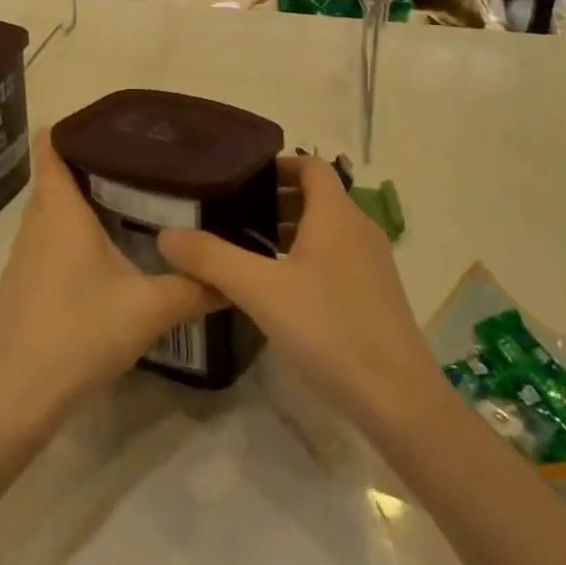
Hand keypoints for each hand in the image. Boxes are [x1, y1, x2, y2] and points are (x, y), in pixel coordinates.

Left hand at [0, 131, 216, 425]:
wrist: (18, 397)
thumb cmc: (81, 333)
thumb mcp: (149, 310)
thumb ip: (195, 289)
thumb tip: (236, 277)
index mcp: (61, 213)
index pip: (51, 149)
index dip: (71, 129)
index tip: (107, 124)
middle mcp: (36, 225)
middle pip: (55, 179)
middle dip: (87, 166)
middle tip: (136, 164)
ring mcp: (23, 257)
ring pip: (50, 214)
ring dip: (78, 204)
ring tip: (124, 202)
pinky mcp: (20, 286)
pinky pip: (45, 242)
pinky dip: (68, 236)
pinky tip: (99, 257)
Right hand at [157, 156, 445, 433]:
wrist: (398, 398)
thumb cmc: (329, 329)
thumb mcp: (260, 291)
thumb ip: (212, 259)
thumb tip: (166, 234)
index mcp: (336, 214)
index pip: (310, 166)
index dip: (278, 166)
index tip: (241, 180)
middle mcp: (359, 228)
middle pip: (317, 197)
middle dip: (276, 201)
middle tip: (233, 216)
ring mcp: (373, 263)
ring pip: (327, 230)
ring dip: (291, 231)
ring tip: (250, 252)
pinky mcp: (377, 295)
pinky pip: (337, 258)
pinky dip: (308, 258)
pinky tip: (283, 292)